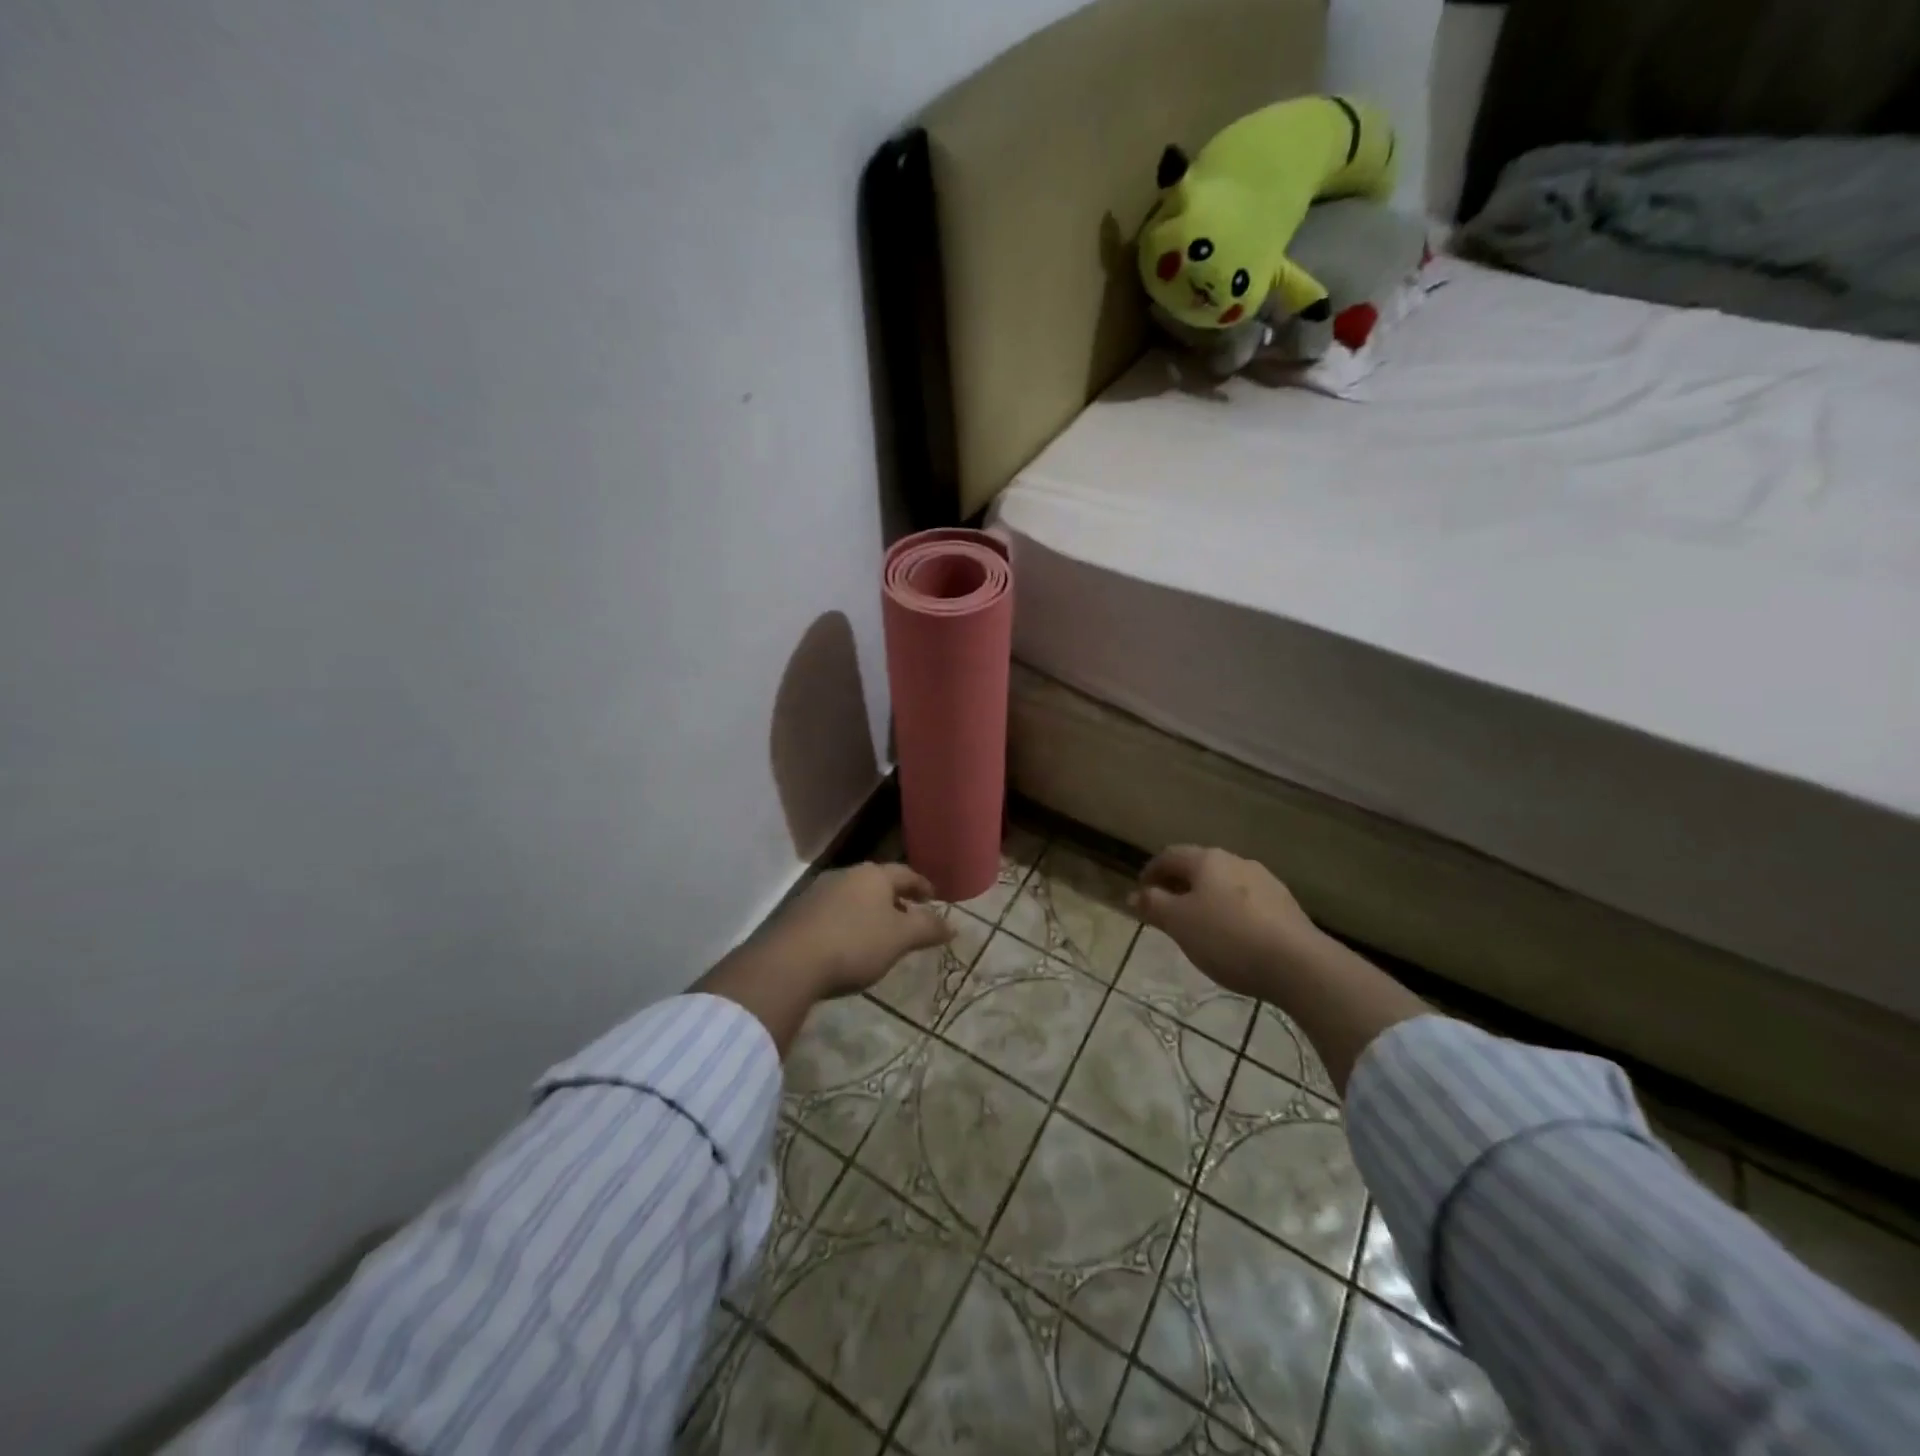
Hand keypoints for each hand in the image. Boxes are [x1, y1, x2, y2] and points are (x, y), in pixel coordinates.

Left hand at [766, 862, 953, 998]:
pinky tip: (849, 944)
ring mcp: (818, 892)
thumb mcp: (900, 938)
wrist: (790, 961)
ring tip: (881, 934)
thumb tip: (952, 925)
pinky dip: (848, 923)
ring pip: (854, 897)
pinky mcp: (798, 913)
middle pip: (877, 883)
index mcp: (873, 875)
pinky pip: (833, 912)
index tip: (934, 898)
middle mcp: (845, 875)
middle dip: (896, 898)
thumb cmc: (855, 943)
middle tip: (909, 915)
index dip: (922, 885)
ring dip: (870, 911)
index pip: (906, 874)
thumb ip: (927, 928)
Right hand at [1130, 845, 1320, 1000]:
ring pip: (1224, 884)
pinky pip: (1246, 902)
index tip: (1141, 892)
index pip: (1170, 855)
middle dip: (1179, 885)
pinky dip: (1230, 912)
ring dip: (1206, 898)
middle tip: (1166, 909)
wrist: (1298, 964)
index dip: (1151, 871)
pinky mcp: (1285, 905)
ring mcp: (1265, 881)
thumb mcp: (1179, 923)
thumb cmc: (1227, 938)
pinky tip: (1231, 936)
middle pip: (1199, 867)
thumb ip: (1154, 905)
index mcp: (1207, 860)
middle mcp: (1236, 861)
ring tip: (1198, 925)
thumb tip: (1134, 894)